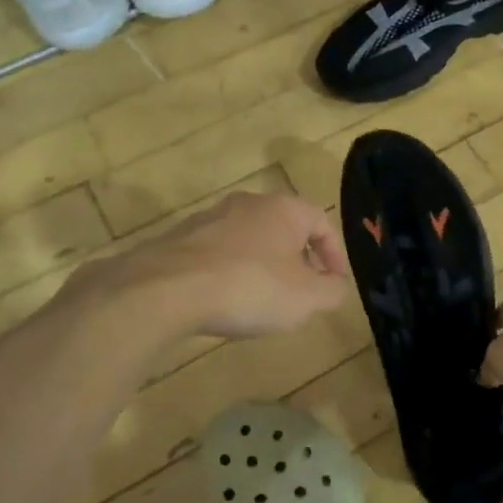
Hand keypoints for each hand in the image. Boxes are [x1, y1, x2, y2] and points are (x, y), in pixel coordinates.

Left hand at [80, 191, 351, 338]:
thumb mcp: (306, 299)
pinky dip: (230, 271)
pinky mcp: (179, 238)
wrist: (166, 289)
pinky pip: (218, 253)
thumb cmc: (250, 287)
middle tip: (302, 290)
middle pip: (284, 227)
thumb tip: (336, 286)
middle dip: (298, 258)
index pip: (322, 221)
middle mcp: (249, 203)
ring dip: (263, 264)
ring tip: (263, 298)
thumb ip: (331, 292)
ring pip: (249, 238)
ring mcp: (210, 217)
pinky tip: (225, 299)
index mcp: (284, 209)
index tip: (335, 282)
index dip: (334, 253)